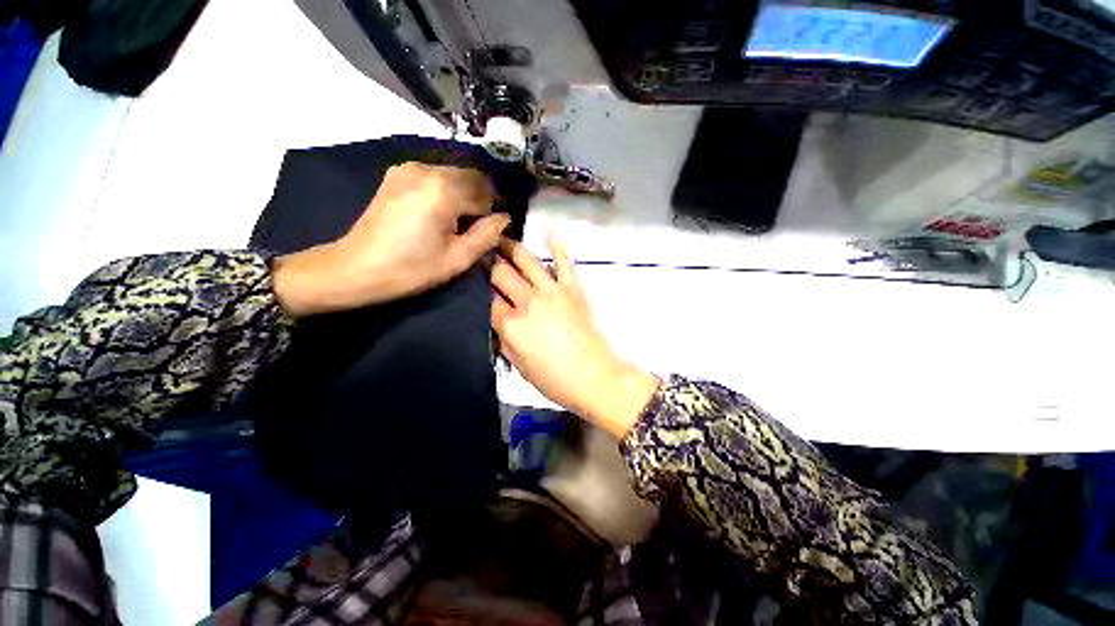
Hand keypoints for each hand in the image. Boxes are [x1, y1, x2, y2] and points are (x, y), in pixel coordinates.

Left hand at [273, 163, 508, 316]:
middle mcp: (427, 169)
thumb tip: (505, 217)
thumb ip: (488, 235)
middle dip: (482, 199)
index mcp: (444, 190)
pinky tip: (441, 212)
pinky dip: (447, 190)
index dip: (494, 211)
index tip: (493, 229)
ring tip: (460, 222)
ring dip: (465, 194)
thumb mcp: (458, 258)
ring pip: (455, 175)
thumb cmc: (411, 269)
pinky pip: (436, 175)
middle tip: (479, 226)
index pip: (486, 193)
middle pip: (472, 177)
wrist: (356, 268)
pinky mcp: (398, 174)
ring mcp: (409, 168)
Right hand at [491, 237, 657, 438]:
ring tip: (501, 237)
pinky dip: (557, 246)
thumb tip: (497, 318)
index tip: (474, 281)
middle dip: (489, 262)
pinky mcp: (573, 288)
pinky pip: (563, 262)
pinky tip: (549, 232)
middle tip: (482, 253)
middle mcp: (527, 301)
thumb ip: (503, 338)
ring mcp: (551, 291)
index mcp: (510, 324)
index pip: (487, 299)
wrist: (593, 376)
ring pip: (526, 260)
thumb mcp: (517, 365)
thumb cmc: (553, 378)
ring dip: (511, 247)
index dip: (479, 289)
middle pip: (501, 274)